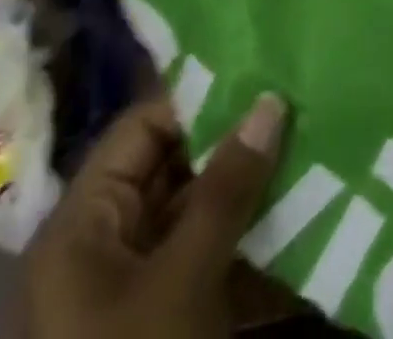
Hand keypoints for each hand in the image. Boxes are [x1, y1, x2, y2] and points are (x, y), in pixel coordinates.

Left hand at [23, 92, 287, 338]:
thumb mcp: (183, 280)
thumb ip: (226, 188)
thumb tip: (270, 102)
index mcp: (84, 224)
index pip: (142, 129)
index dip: (198, 101)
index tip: (260, 78)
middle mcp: (105, 244)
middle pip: (173, 168)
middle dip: (234, 145)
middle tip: (296, 112)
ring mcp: (137, 287)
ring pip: (198, 213)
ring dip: (250, 193)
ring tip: (308, 152)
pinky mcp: (169, 320)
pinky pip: (210, 260)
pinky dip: (250, 243)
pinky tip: (301, 220)